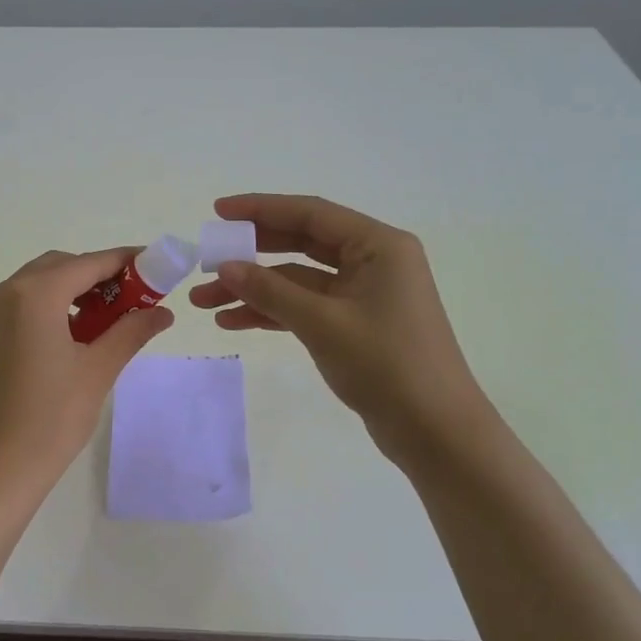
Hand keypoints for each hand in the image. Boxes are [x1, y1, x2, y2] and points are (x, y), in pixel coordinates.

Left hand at [0, 248, 173, 503]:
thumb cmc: (52, 419)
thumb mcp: (98, 370)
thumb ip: (131, 331)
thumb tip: (162, 311)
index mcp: (33, 296)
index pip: (88, 264)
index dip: (124, 261)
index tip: (153, 264)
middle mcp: (3, 293)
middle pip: (58, 267)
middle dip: (96, 275)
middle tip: (130, 298)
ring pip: (35, 285)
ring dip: (70, 290)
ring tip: (102, 320)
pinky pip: (16, 305)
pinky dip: (45, 307)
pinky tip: (67, 336)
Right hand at [191, 194, 488, 454]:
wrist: (435, 431)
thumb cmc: (386, 364)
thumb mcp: (322, 323)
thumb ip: (270, 291)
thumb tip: (225, 268)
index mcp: (377, 246)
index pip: (310, 214)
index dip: (260, 209)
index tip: (218, 211)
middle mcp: (373, 262)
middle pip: (301, 243)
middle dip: (251, 254)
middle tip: (208, 257)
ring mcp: (364, 295)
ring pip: (298, 280)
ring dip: (254, 289)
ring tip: (205, 301)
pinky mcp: (355, 325)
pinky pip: (306, 307)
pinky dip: (272, 312)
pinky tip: (234, 321)